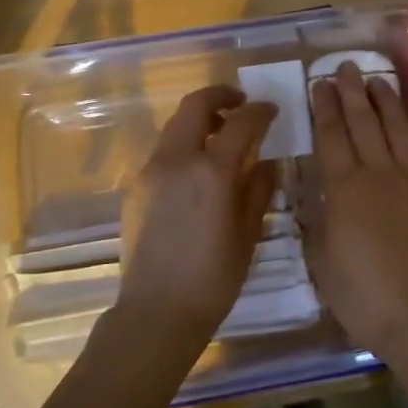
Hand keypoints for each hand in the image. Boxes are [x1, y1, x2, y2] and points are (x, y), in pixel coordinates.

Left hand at [119, 85, 278, 344]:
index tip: (271, 110)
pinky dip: (183, 143)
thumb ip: (258, 189)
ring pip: (175, 126)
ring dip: (199, 119)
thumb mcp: (248, 234)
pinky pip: (163, 150)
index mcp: (211, 171)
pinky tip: (197, 167)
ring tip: (220, 134)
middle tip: (240, 104)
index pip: (240, 123)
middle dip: (220, 96)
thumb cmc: (213, 278)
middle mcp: (177, 160)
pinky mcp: (136, 187)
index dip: (260, 112)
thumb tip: (266, 161)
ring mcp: (151, 171)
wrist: (157, 311)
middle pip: (195, 106)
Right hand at [306, 63, 407, 354]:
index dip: (324, 106)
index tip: (319, 82)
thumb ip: (317, 225)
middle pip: (365, 122)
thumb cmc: (365, 296)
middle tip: (347, 67)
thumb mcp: (323, 263)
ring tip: (379, 81)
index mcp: (345, 188)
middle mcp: (381, 173)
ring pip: (400, 130)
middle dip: (353, 91)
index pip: (331, 135)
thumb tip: (315, 201)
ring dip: (388, 102)